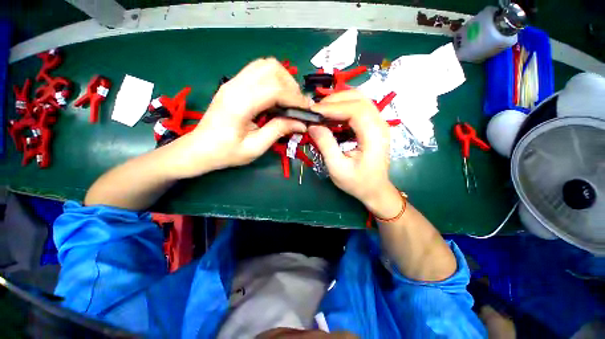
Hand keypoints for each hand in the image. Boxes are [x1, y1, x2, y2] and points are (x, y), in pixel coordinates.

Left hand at [171, 58, 309, 177]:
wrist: (199, 148)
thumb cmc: (226, 153)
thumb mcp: (255, 147)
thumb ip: (278, 131)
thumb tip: (301, 123)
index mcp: (239, 104)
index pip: (274, 88)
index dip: (295, 98)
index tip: (306, 111)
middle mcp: (235, 86)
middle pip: (271, 69)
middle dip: (291, 86)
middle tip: (297, 106)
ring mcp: (233, 81)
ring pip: (266, 65)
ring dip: (283, 79)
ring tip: (289, 100)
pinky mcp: (234, 83)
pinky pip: (259, 70)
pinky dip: (274, 79)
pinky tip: (277, 96)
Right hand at [309, 90, 400, 217]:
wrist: (375, 189)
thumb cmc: (357, 182)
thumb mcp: (337, 168)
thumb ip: (325, 145)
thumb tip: (312, 125)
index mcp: (374, 136)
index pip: (355, 110)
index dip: (333, 107)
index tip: (313, 112)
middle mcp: (380, 125)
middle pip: (359, 99)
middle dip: (334, 101)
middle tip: (315, 111)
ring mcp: (379, 123)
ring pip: (359, 100)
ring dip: (339, 102)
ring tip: (321, 112)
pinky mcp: (374, 125)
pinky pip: (359, 108)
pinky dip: (343, 107)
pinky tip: (332, 116)